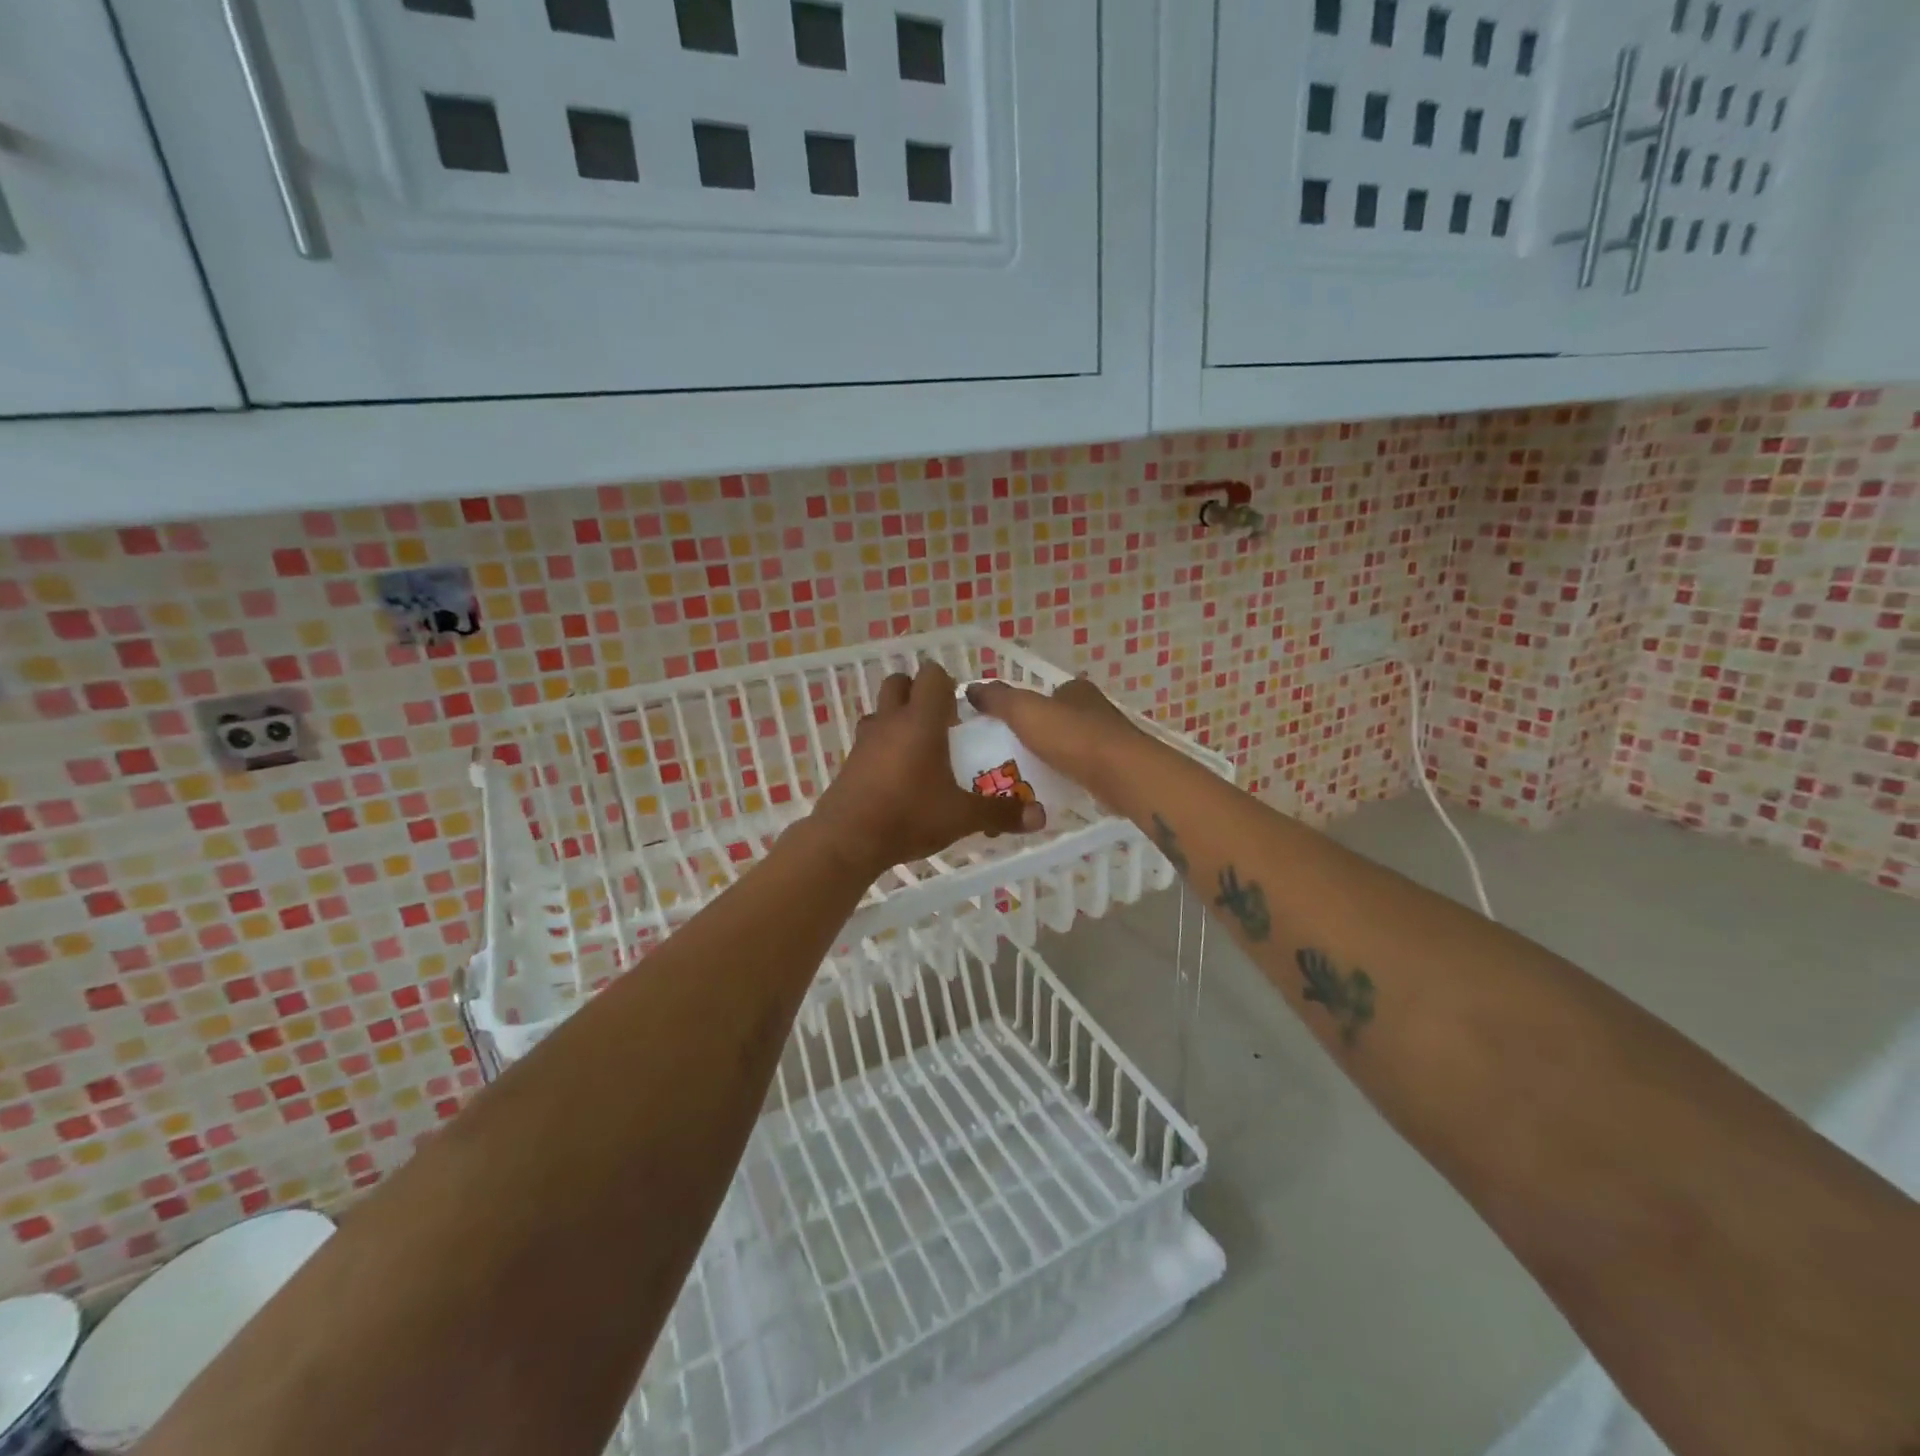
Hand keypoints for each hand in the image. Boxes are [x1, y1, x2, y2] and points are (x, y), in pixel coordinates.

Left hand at [809, 660, 1045, 878]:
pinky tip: (898, 777)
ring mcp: (865, 740)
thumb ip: (1000, 813)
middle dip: (919, 694)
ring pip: (881, 711)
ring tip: (920, 750)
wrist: (846, 840)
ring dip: (899, 719)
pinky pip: (870, 739)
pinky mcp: (851, 761)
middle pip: (899, 682)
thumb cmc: (908, 816)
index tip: (962, 711)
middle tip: (941, 724)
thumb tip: (1040, 816)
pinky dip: (884, 746)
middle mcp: (890, 721)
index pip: (932, 675)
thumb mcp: (962, 817)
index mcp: (920, 721)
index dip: (948, 684)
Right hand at [963, 675, 1143, 797]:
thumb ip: (998, 699)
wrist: (1122, 774)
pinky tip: (1049, 792)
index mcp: (1075, 691)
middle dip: (1035, 736)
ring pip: (1070, 747)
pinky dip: (1065, 778)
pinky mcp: (1114, 769)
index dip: (1024, 707)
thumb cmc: (1072, 737)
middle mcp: (1094, 710)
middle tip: (1007, 757)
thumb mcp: (1025, 711)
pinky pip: (1080, 771)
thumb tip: (971, 688)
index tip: (1003, 728)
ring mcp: (1107, 740)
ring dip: (1050, 759)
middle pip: (1057, 721)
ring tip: (1022, 779)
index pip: (1045, 694)